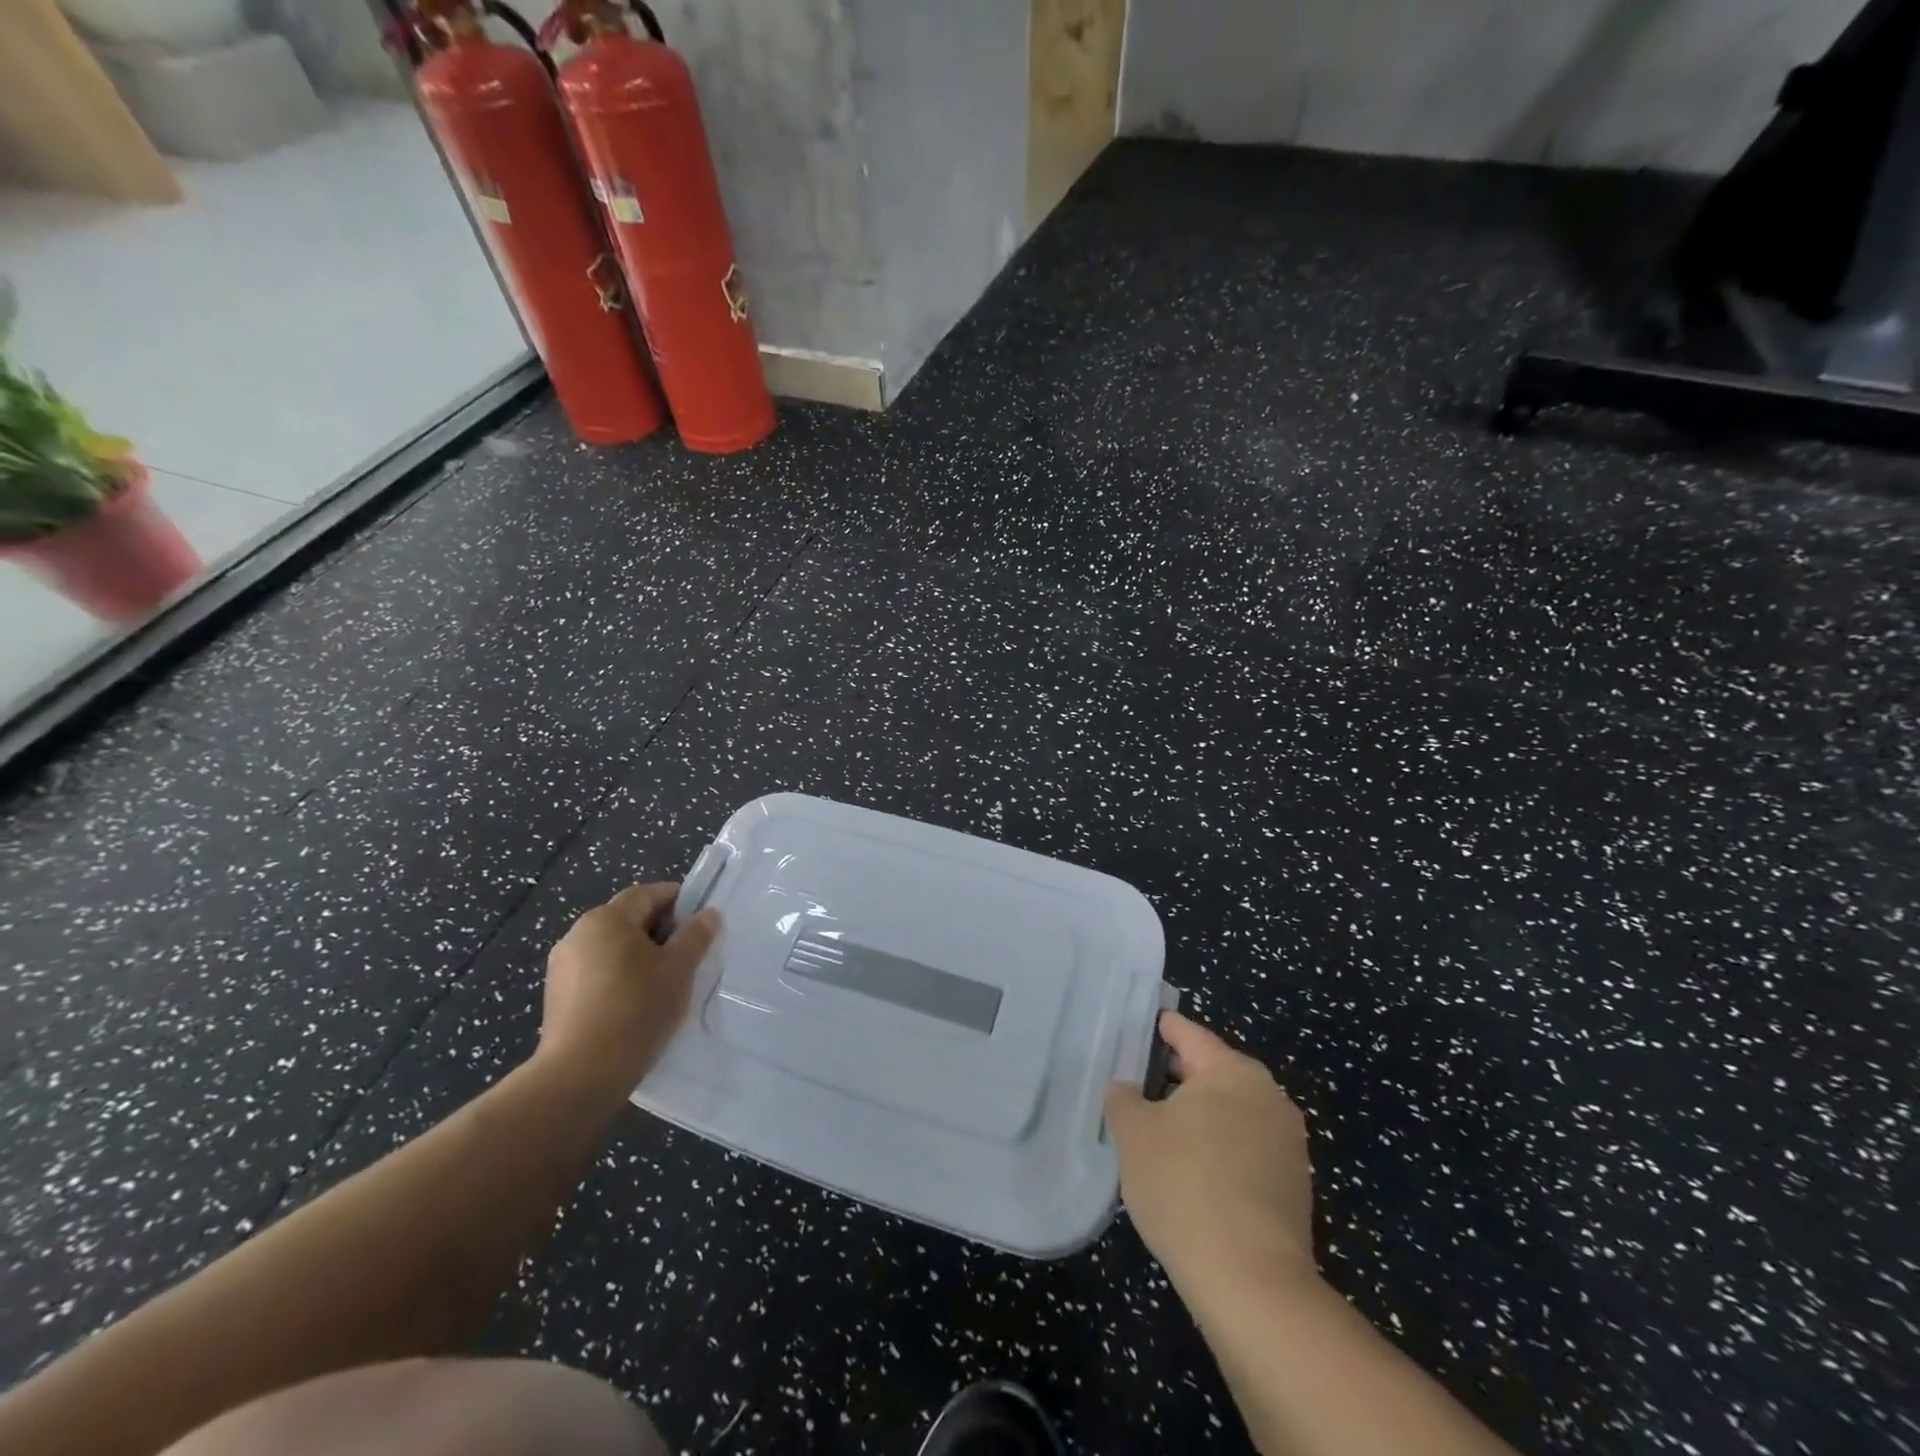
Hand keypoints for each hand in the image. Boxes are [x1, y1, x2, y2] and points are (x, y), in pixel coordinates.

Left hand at [537, 882, 719, 1101]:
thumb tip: (709, 914)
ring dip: (639, 955)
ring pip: (612, 947)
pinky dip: (620, 976)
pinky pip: (597, 972)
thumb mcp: (678, 969)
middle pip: (627, 919)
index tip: (702, 917)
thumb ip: (696, 936)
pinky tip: (637, 1001)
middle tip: (689, 951)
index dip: (678, 899)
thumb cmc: (636, 1009)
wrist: (580, 1075)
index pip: (647, 894)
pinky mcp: (557, 996)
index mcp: (606, 919)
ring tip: (666, 979)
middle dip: (660, 929)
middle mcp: (578, 934)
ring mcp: (562, 967)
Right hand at [1106, 1012, 1315, 1296]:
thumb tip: (1129, 1088)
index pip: (1188, 1033)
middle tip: (1136, 1085)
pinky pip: (1245, 1147)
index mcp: (1232, 1071)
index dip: (1158, 1029)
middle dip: (1174, 1076)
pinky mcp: (1293, 1185)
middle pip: (1211, 1071)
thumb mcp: (1134, 1133)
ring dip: (1197, 1115)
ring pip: (1230, 1111)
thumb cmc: (1185, 1186)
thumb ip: (1124, 1097)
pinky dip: (1217, 1147)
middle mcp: (1268, 1095)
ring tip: (1157, 1131)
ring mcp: (1287, 1142)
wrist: (1253, 1284)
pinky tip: (1189, 1171)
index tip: (1136, 1029)